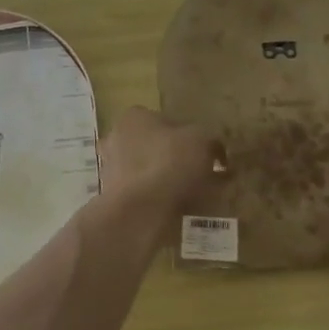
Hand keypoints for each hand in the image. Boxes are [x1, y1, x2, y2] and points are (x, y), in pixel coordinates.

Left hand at [98, 107, 222, 210]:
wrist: (140, 211)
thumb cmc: (170, 163)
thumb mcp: (202, 141)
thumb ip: (211, 141)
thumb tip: (216, 149)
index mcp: (134, 118)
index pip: (166, 120)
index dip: (190, 136)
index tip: (207, 153)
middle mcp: (116, 140)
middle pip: (156, 148)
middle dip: (179, 160)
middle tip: (206, 175)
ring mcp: (113, 171)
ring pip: (152, 174)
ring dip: (172, 182)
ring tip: (201, 197)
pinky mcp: (116, 200)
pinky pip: (148, 197)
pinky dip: (164, 202)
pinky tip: (186, 212)